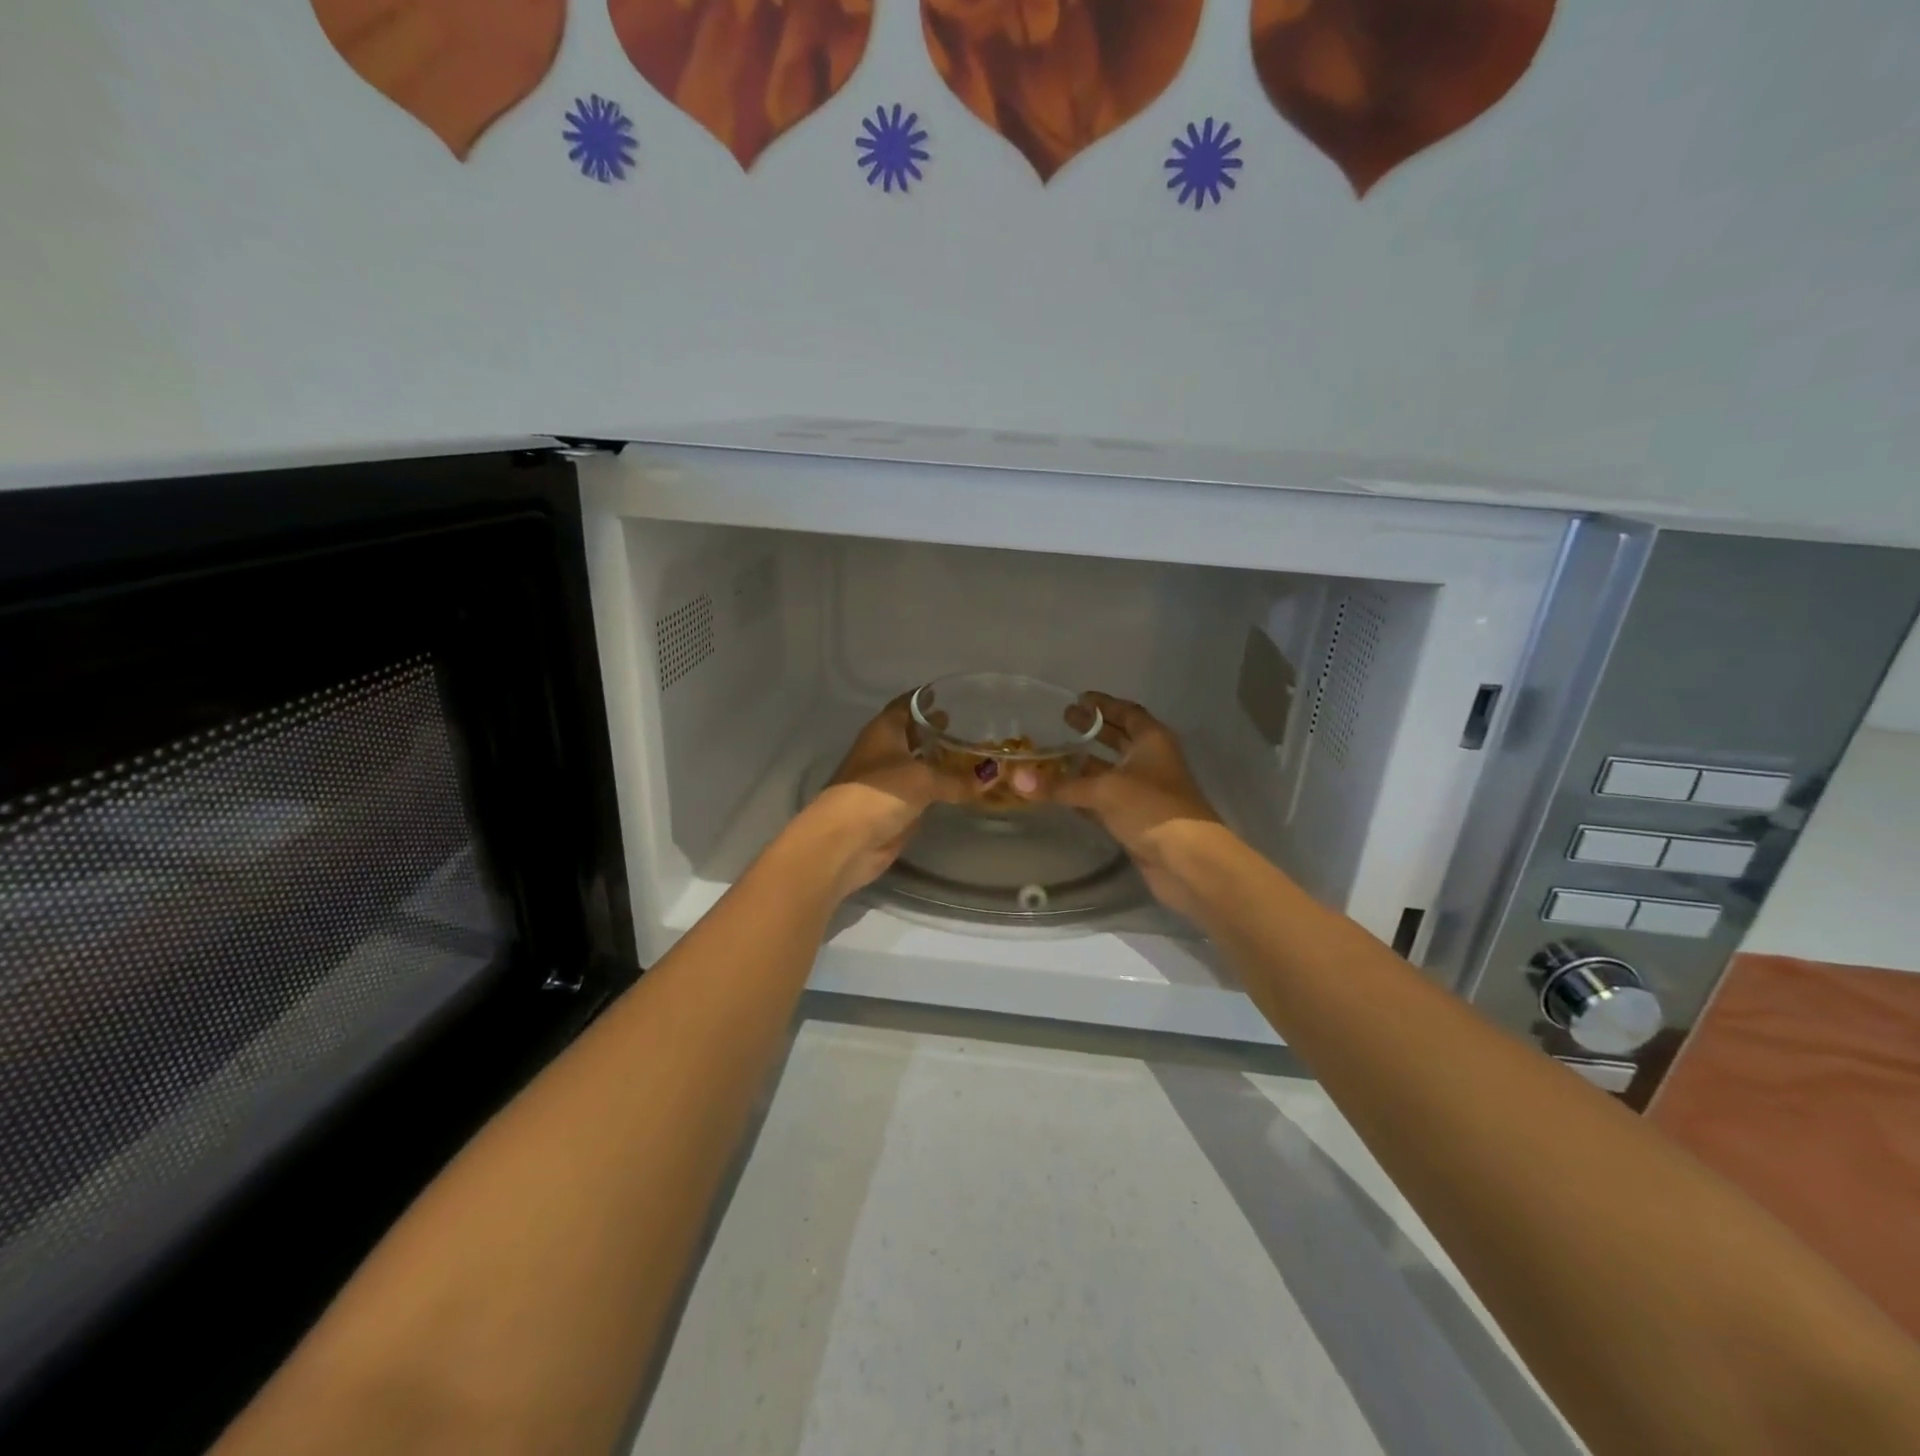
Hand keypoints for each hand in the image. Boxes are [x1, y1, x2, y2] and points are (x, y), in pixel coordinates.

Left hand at [786, 693, 973, 900]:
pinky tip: (960, 786)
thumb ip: (958, 778)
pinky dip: (938, 787)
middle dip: (936, 730)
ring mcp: (887, 781)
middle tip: (971, 726)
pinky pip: (921, 791)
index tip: (955, 695)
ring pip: (917, 764)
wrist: (846, 841)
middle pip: (912, 734)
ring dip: (939, 760)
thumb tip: (993, 775)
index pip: (907, 705)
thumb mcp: (924, 779)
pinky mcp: (893, 808)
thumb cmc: (879, 793)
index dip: (927, 698)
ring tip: (971, 755)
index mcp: (884, 730)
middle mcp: (884, 751)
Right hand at [1033, 692, 1226, 917]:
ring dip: (1085, 766)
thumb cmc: (1151, 809)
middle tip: (1061, 721)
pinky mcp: (1137, 819)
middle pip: (1119, 740)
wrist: (1187, 861)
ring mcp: (1145, 792)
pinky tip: (1061, 794)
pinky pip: (1106, 800)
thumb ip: (1061, 785)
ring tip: (1052, 758)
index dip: (1103, 705)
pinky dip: (1085, 795)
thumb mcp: (1103, 790)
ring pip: (1110, 772)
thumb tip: (1017, 779)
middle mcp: (1150, 761)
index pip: (1127, 712)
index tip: (1078, 699)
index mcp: (1152, 741)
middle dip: (1092, 731)